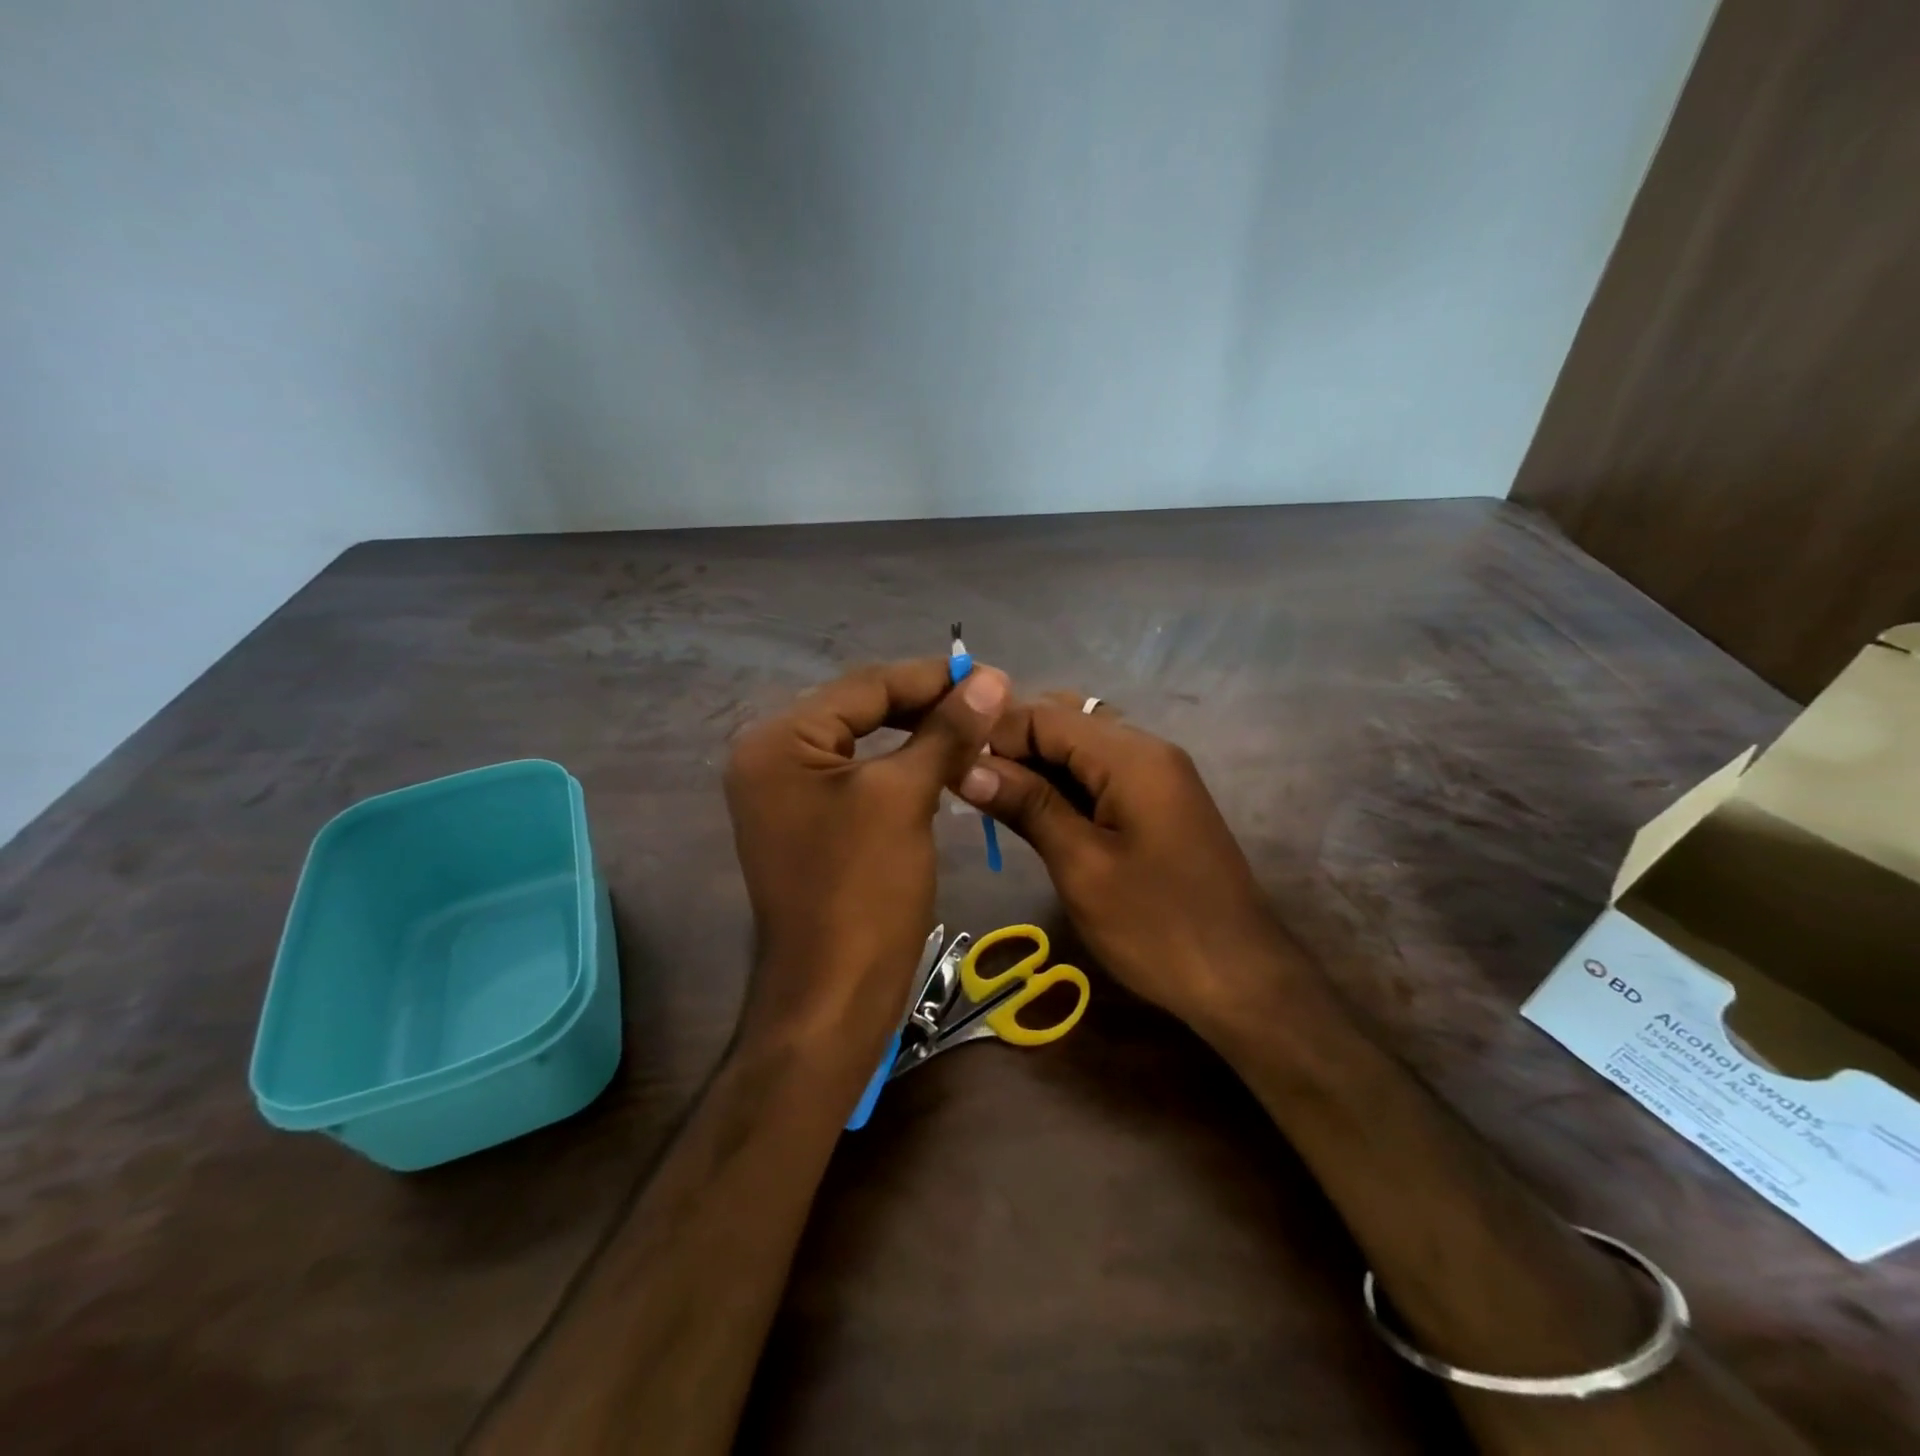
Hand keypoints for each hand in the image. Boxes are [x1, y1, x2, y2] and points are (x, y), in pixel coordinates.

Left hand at [725, 658, 1009, 1068]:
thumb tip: (990, 677)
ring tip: (974, 727)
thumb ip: (946, 730)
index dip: (932, 678)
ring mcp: (786, 794)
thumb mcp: (906, 797)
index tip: (992, 675)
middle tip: (989, 701)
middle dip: (926, 704)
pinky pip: (859, 777)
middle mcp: (770, 757)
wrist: (833, 998)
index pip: (865, 686)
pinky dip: (902, 767)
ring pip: (863, 743)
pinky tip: (941, 763)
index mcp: (779, 740)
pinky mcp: (807, 823)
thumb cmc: (864, 891)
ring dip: (919, 734)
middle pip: (860, 710)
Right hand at [956, 697, 1296, 1027]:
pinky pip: (1100, 773)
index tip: (951, 767)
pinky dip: (1062, 784)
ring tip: (991, 800)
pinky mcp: (1158, 802)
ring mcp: (1157, 775)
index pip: (1045, 713)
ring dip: (1035, 764)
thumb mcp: (1081, 866)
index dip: (994, 733)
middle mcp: (1147, 749)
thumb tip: (966, 766)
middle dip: (1013, 744)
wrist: (1241, 979)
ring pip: (1081, 746)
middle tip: (969, 785)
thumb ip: (1027, 805)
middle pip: (1065, 720)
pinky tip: (1033, 812)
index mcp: (1131, 756)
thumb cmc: (1157, 926)